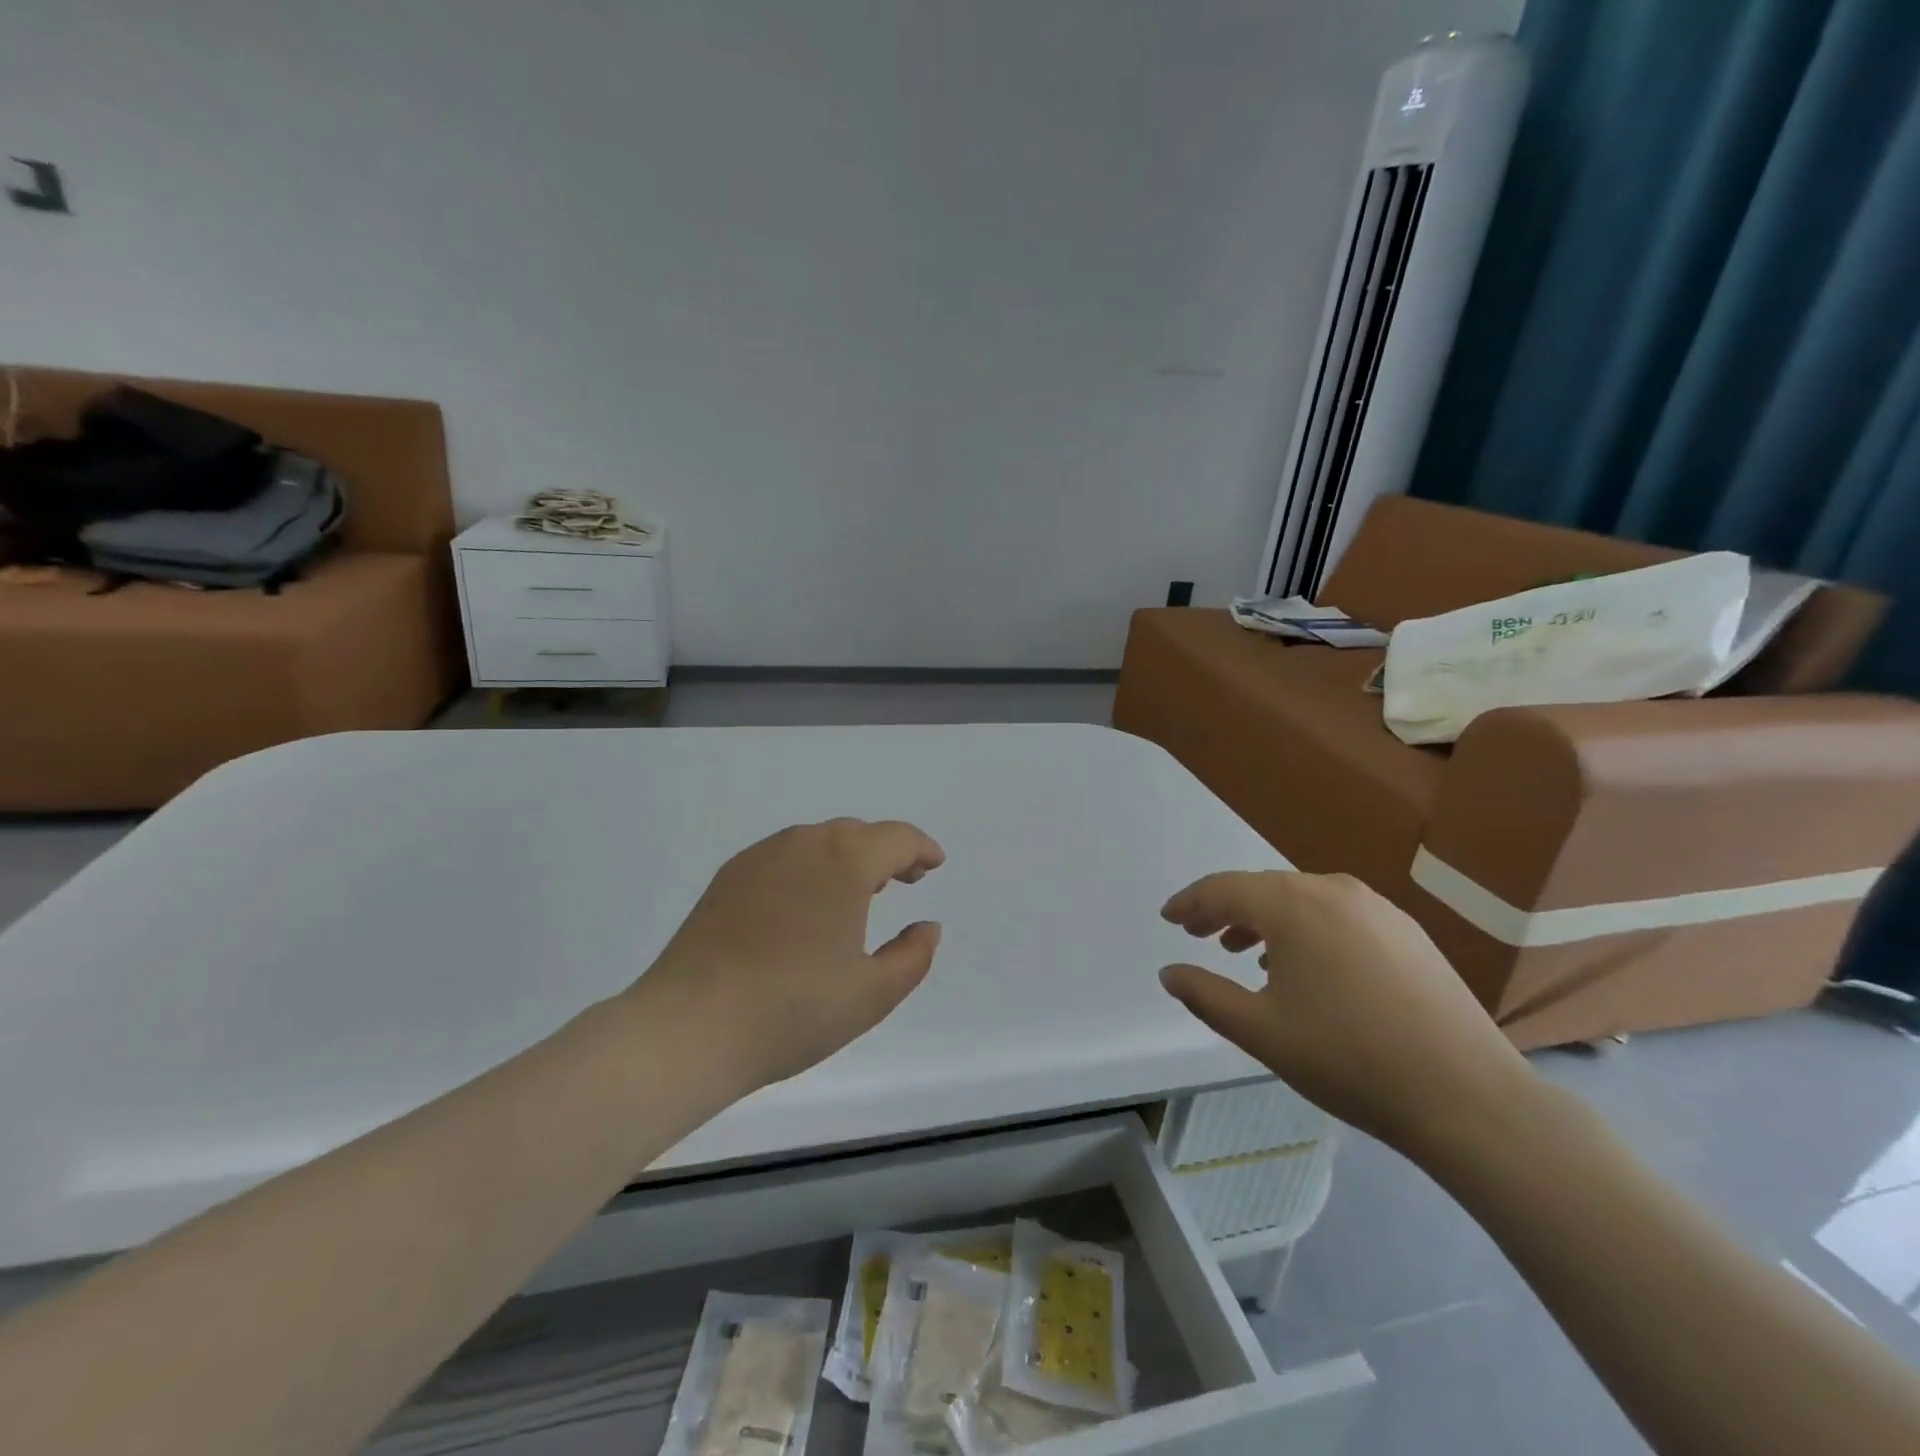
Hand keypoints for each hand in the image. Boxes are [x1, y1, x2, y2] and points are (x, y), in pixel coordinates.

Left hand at [626, 819, 945, 1095]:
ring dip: (845, 857)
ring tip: (856, 892)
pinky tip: (804, 906)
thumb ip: (913, 956)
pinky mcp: (727, 878)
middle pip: (855, 833)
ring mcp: (758, 858)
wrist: (689, 1027)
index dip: (921, 849)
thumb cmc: (793, 1010)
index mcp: (844, 861)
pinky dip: (807, 868)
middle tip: (901, 881)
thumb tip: (927, 927)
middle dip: (885, 852)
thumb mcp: (872, 994)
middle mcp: (802, 844)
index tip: (933, 865)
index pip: (895, 838)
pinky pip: (782, 858)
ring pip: (816, 842)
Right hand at [1158, 871, 1534, 1157]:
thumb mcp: (1261, 1031)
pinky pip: (1337, 914)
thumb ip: (1205, 995)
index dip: (1190, 902)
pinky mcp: (1407, 932)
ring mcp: (1378, 909)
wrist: (1469, 1098)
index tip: (1168, 918)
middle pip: (1263, 888)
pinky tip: (1304, 965)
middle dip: (1225, 909)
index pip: (1225, 888)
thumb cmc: (1349, 1060)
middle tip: (1198, 935)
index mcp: (1295, 906)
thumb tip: (1170, 973)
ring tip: (1243, 951)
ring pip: (1302, 899)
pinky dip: (1305, 929)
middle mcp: (1335, 891)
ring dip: (1265, 919)